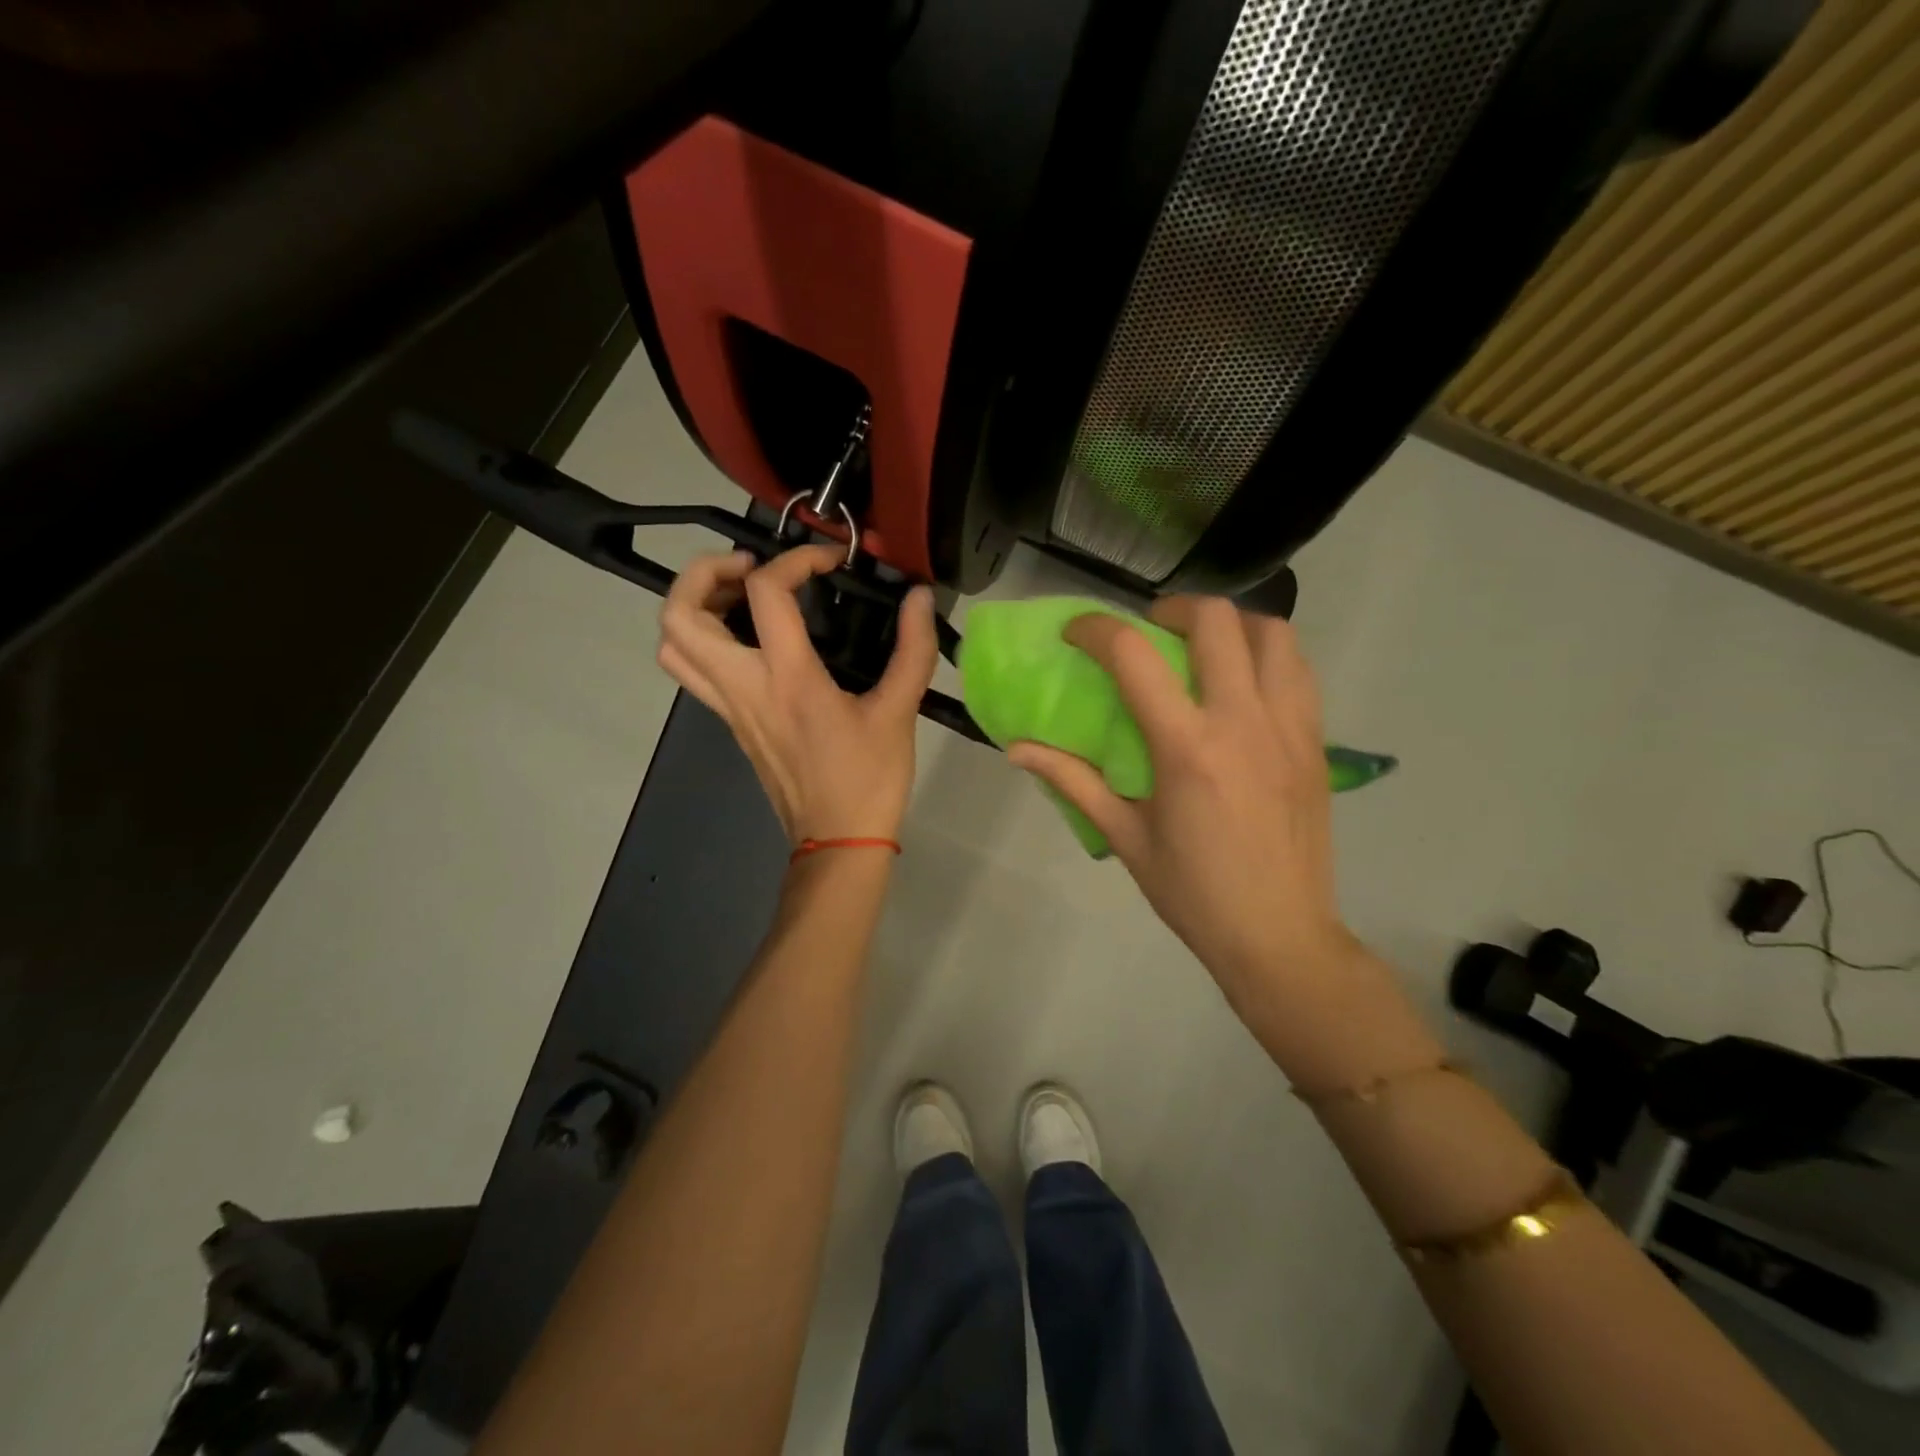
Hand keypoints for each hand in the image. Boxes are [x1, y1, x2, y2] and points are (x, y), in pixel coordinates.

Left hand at [657, 545, 938, 844]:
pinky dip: (703, 638)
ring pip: (673, 646)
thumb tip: (921, 599)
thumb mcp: (899, 712)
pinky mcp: (731, 724)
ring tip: (739, 595)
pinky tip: (750, 638)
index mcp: (788, 680)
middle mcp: (745, 688)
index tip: (830, 561)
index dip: (796, 559)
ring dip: (693, 606)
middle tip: (749, 566)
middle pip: (680, 616)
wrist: (837, 842)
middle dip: (703, 573)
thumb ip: (913, 649)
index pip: (766, 594)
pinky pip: (692, 671)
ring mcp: (729, 708)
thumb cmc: (868, 780)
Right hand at [1008, 598, 1359, 1017]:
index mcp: (1186, 747)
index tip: (1076, 633)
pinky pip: (1299, 670)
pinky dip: (1267, 655)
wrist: (1280, 935)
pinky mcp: (1316, 741)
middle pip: (1214, 619)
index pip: (1134, 655)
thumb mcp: (1124, 836)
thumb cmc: (1193, 891)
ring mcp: (1288, 726)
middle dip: (1172, 608)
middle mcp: (1242, 720)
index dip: (1096, 629)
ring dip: (1230, 625)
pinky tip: (1243, 686)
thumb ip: (1072, 781)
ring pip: (1271, 633)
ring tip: (1203, 650)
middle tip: (1149, 632)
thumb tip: (1016, 748)